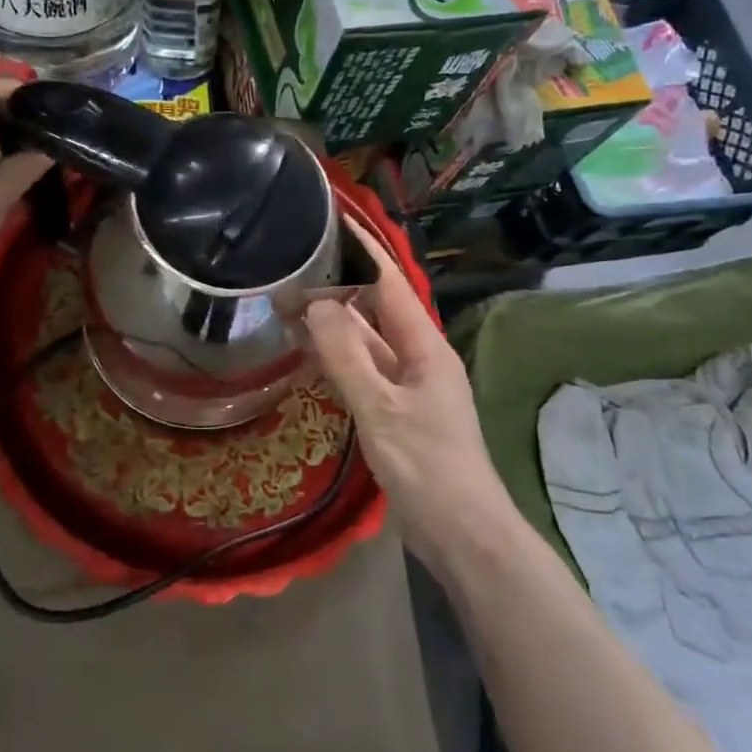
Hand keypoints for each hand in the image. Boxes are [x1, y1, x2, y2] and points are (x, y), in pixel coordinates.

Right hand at [304, 226, 514, 570]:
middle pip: (374, 308)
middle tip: (291, 265)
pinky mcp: (396, 410)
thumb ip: (346, 356)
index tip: (333, 218)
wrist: (462, 534)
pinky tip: (308, 351)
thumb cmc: (427, 467)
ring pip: (366, 340)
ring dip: (333, 322)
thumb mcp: (381, 409)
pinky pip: (362, 369)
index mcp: (424, 346)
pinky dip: (336, 356)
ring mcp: (408, 384)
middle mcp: (418, 356)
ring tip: (288, 301)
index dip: (362, 248)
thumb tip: (315, 303)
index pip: (389, 282)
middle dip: (337, 286)